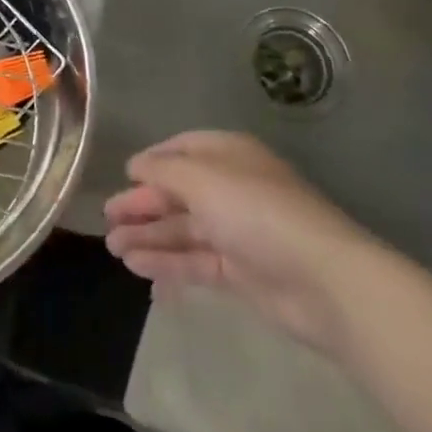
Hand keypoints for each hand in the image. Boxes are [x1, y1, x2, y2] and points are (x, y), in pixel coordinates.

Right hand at [103, 131, 380, 355]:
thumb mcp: (203, 180)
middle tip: (108, 219)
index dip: (152, 162)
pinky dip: (167, 262)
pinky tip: (139, 268)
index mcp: (228, 155)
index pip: (183, 150)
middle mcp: (231, 188)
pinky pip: (195, 261)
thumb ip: (164, 171)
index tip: (124, 176)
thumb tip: (135, 166)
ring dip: (149, 236)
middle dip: (143, 204)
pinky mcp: (240, 271)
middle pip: (179, 192)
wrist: (323, 281)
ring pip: (183, 229)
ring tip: (113, 248)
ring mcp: (237, 231)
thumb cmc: (257, 212)